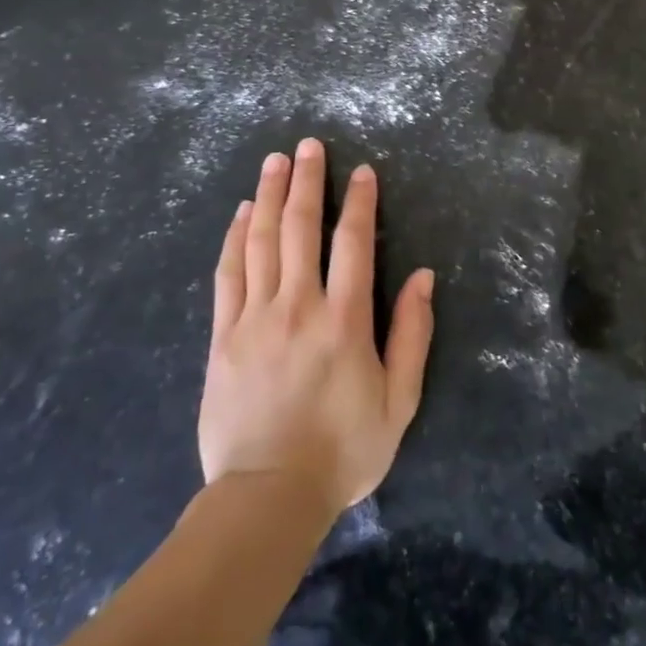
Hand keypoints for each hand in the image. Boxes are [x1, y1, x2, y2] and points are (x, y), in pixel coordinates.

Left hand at [198, 139, 434, 516]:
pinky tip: (241, 214)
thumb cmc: (343, 450)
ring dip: (270, 196)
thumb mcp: (399, 400)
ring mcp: (255, 319)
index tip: (361, 171)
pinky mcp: (223, 337)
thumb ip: (412, 334)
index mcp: (344, 319)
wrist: (266, 499)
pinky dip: (235, 239)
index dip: (359, 201)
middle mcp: (298, 306)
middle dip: (306, 181)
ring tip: (274, 162)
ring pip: (261, 242)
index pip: (352, 242)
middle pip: (300, 228)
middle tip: (307, 145)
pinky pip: (229, 275)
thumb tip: (422, 276)